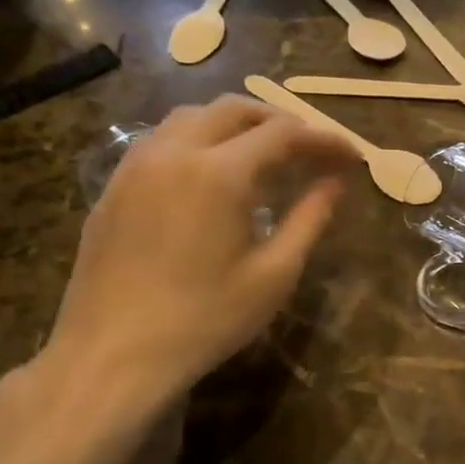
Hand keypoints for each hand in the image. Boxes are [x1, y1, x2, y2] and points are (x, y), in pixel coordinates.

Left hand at [39, 98, 357, 411]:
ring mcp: (135, 165)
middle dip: (280, 120)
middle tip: (312, 149)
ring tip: (265, 155)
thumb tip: (336, 183)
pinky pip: (162, 141)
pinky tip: (214, 177)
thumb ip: (310, 219)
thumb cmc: (206, 319)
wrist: (113, 354)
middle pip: (233, 109)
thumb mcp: (274, 275)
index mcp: (219, 173)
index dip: (323, 139)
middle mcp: (174, 152)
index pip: (283, 134)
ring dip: (236, 125)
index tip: (351, 156)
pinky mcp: (114, 186)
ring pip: (191, 118)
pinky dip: (200, 141)